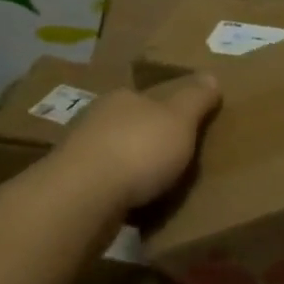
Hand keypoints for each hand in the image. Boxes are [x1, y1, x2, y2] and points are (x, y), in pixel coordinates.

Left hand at [59, 75, 220, 207]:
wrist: (84, 197)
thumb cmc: (138, 149)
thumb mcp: (180, 119)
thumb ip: (196, 99)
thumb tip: (211, 75)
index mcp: (121, 98)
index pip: (147, 99)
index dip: (167, 112)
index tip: (184, 130)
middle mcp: (95, 120)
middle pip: (129, 127)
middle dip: (148, 142)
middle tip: (175, 161)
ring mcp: (79, 156)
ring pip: (114, 157)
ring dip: (132, 170)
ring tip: (158, 188)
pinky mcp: (72, 189)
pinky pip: (105, 187)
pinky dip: (120, 194)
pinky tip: (135, 207)